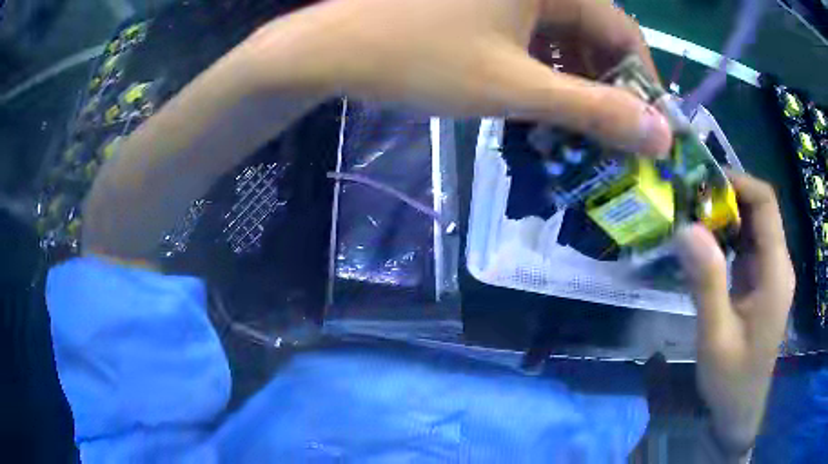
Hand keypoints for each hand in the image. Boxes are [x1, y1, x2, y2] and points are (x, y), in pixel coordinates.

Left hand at [242, 0, 671, 155]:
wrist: (333, 49)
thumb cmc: (419, 59)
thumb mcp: (516, 88)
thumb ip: (596, 111)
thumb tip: (661, 135)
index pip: (625, 32)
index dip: (642, 84)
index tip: (647, 129)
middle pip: (595, 33)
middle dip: (606, 85)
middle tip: (608, 137)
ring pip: (564, 35)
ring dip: (574, 80)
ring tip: (573, 127)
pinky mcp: (484, 2)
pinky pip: (532, 33)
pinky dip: (543, 66)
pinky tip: (537, 97)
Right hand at [676, 173, 794, 452]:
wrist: (740, 409)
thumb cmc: (731, 379)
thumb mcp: (715, 336)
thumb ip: (706, 283)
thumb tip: (687, 228)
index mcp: (775, 271)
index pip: (765, 203)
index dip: (737, 183)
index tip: (701, 184)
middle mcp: (778, 264)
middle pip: (759, 210)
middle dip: (726, 198)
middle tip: (688, 202)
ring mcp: (770, 273)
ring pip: (752, 226)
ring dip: (724, 218)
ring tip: (690, 220)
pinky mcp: (761, 283)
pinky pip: (746, 247)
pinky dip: (726, 239)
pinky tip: (704, 248)